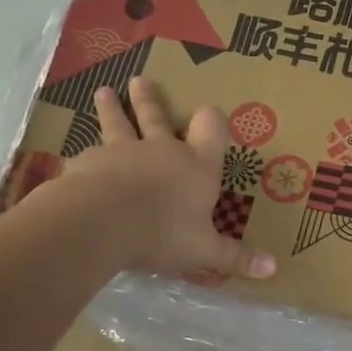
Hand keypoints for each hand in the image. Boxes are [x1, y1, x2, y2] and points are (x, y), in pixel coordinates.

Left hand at [62, 79, 275, 281]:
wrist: (101, 222)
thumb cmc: (164, 232)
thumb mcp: (205, 251)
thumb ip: (235, 257)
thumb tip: (273, 269)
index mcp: (196, 165)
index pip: (211, 128)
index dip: (212, 120)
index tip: (210, 113)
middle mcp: (160, 150)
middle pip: (156, 116)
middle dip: (150, 99)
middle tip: (141, 81)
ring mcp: (121, 152)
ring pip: (117, 124)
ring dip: (112, 109)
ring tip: (104, 92)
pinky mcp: (87, 163)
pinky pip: (88, 155)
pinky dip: (86, 155)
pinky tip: (77, 159)